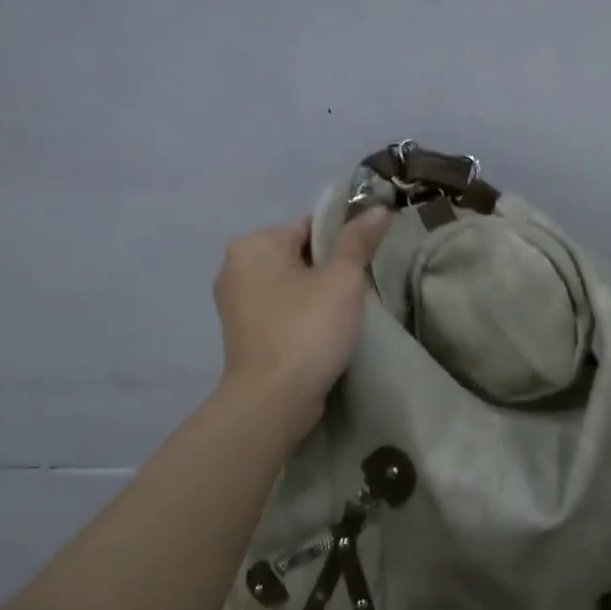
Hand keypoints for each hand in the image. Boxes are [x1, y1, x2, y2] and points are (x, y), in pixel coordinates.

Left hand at [212, 208, 391, 421]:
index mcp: (253, 243)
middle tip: (356, 293)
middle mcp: (234, 266)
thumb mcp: (343, 279)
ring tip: (341, 316)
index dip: (342, 242)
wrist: (272, 400)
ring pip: (288, 284)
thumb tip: (377, 208)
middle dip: (327, 270)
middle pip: (297, 254)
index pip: (309, 226)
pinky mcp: (239, 332)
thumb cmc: (308, 330)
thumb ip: (358, 240)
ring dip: (314, 294)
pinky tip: (320, 333)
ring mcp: (233, 302)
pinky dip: (299, 315)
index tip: (363, 267)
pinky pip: (278, 310)